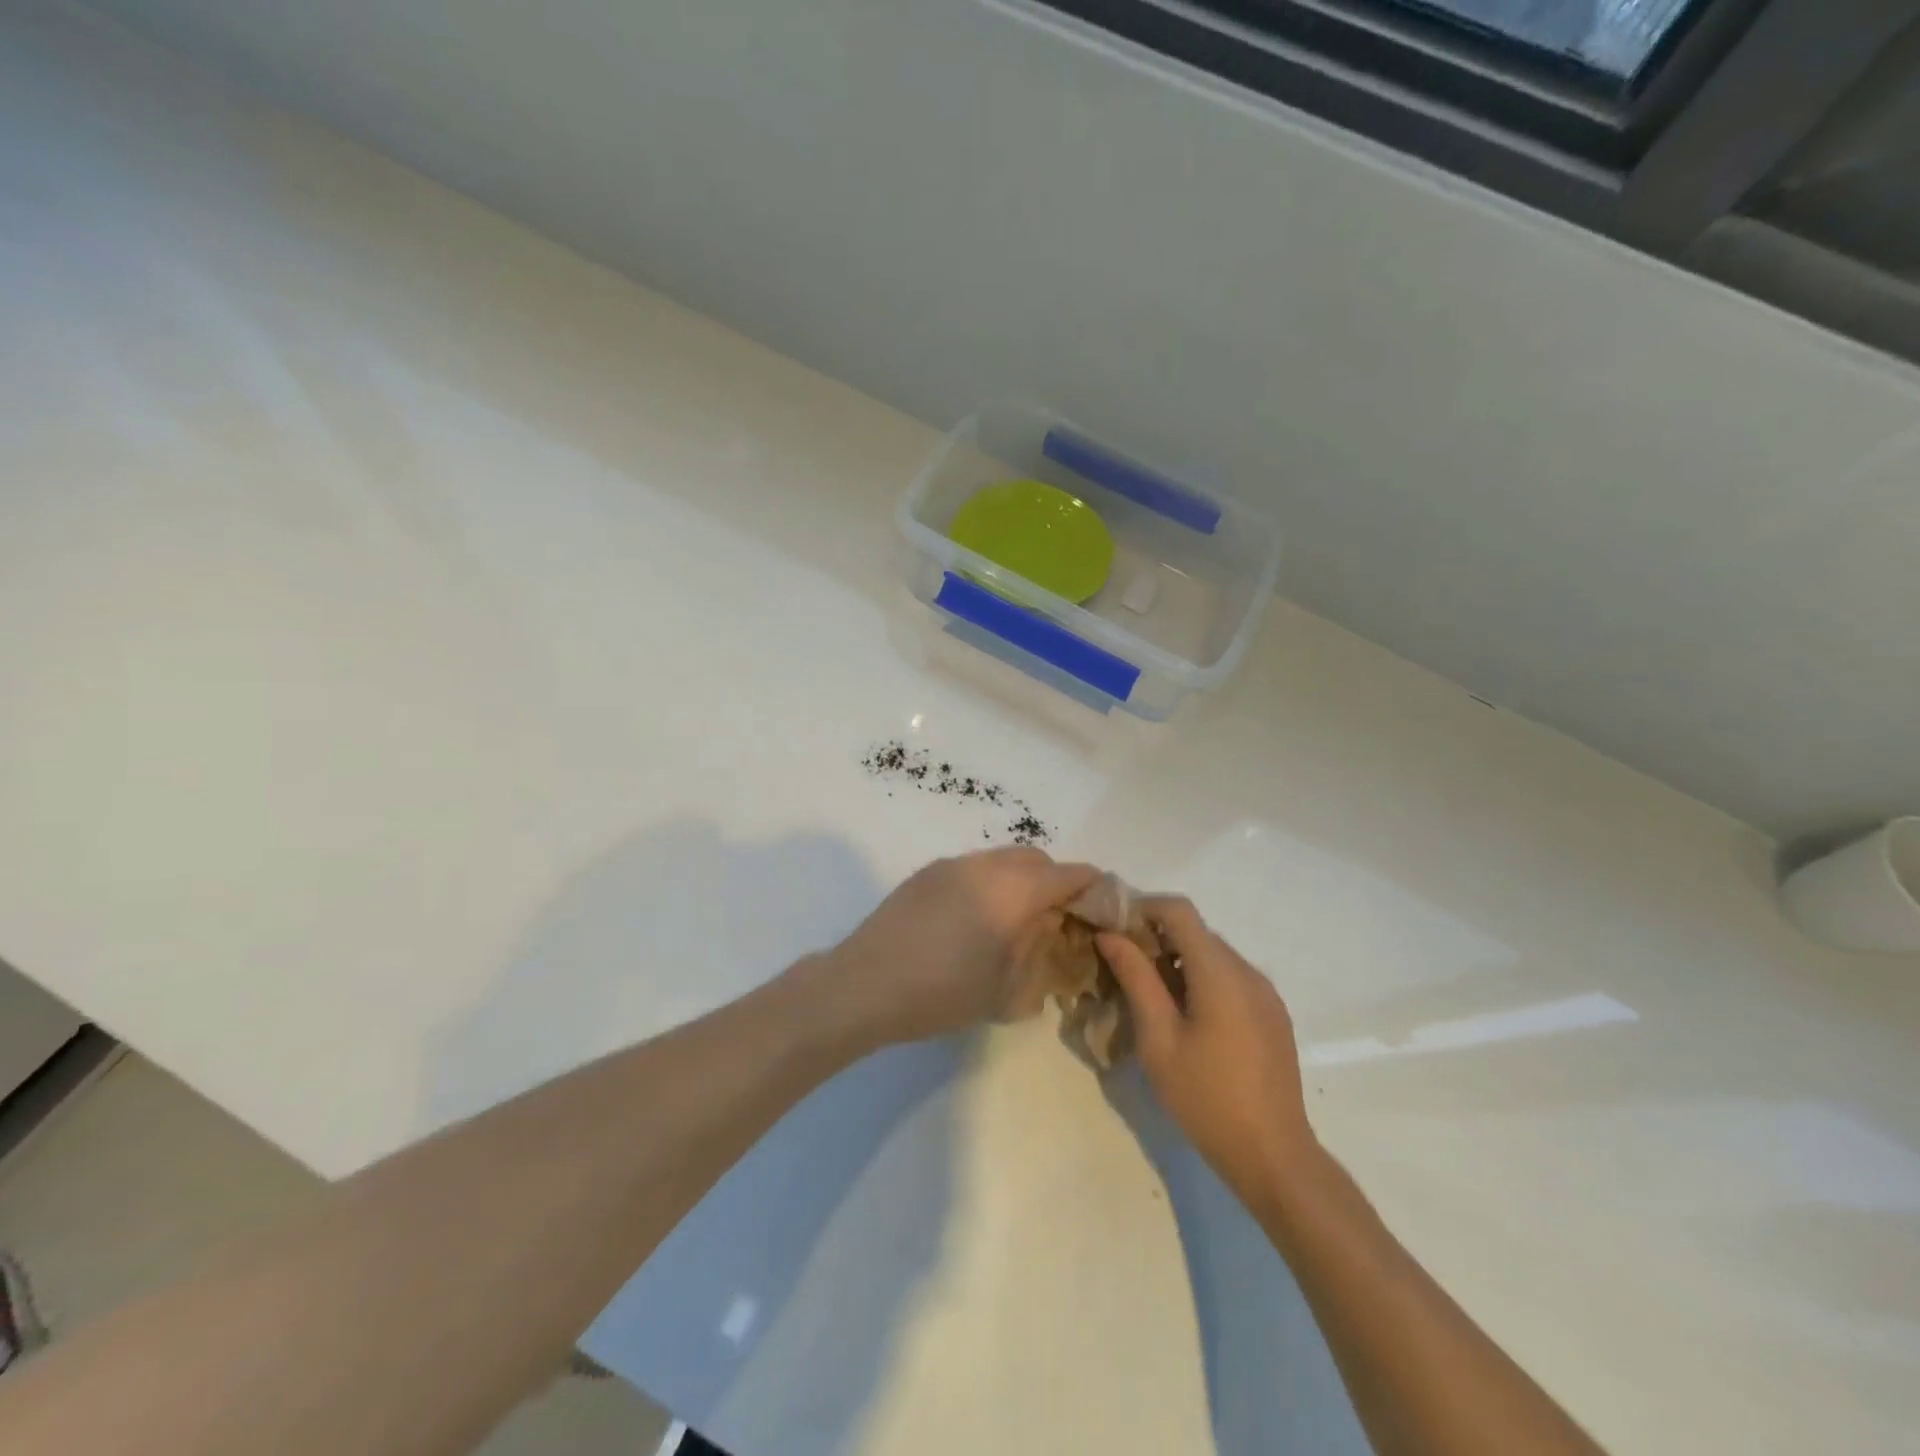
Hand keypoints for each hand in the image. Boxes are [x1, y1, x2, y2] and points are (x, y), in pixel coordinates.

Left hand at [824, 848, 1099, 1047]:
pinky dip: (989, 882)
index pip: (1069, 874)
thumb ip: (1038, 950)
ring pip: (1002, 859)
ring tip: (1012, 920)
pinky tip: (972, 919)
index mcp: (1013, 892)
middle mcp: (985, 866)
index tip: (1101, 906)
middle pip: (1036, 859)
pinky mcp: (926, 872)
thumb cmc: (942, 993)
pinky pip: (972, 867)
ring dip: (1019, 880)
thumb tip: (1050, 926)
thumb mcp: (1006, 987)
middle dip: (1054, 881)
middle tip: (1055, 918)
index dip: (1092, 887)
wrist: (865, 985)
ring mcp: (952, 865)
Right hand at [1098, 898, 1317, 1212]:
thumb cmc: (1206, 1097)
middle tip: (1123, 967)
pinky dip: (1202, 980)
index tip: (1114, 931)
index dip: (1143, 908)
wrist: (1274, 1156)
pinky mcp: (1272, 1014)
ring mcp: (1265, 993)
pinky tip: (1185, 1018)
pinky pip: (1231, 978)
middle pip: (1196, 932)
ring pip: (1213, 955)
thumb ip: (1136, 978)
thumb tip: (1110, 935)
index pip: (1180, 910)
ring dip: (1178, 961)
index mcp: (1220, 972)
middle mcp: (1248, 971)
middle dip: (1156, 938)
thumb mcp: (1158, 1038)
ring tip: (1150, 996)